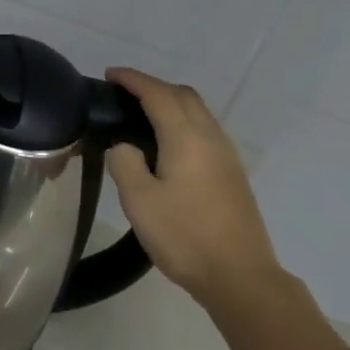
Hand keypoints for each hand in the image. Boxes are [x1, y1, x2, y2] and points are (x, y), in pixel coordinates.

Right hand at [104, 68, 284, 311]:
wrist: (239, 275)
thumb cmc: (184, 236)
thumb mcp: (139, 201)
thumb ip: (125, 163)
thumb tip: (125, 145)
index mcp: (186, 138)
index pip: (158, 94)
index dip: (134, 80)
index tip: (111, 74)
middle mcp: (211, 137)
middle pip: (184, 95)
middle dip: (154, 86)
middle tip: (124, 94)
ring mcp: (226, 155)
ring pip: (199, 112)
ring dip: (171, 103)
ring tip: (142, 116)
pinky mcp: (232, 173)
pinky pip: (205, 131)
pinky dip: (183, 122)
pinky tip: (168, 145)